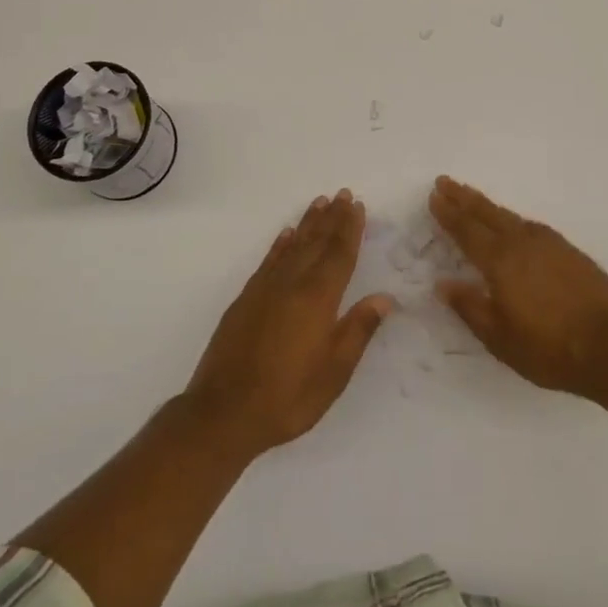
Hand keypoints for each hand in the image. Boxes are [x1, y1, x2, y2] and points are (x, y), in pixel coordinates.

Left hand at [184, 190, 394, 457]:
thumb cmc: (288, 397)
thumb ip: (358, 331)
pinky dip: (280, 244)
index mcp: (318, 300)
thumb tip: (384, 298)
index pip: (339, 255)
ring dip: (308, 223)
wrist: (223, 412)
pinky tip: (286, 234)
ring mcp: (265, 289)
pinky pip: (268, 260)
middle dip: (332, 218)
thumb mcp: (334, 373)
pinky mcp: (246, 299)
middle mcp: (292, 284)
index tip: (358, 206)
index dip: (350, 230)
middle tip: (343, 194)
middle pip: (316, 243)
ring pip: (292, 246)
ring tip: (320, 203)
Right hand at [429, 176, 607, 400]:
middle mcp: (523, 243)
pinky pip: (530, 225)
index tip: (434, 196)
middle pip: (487, 213)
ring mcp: (550, 244)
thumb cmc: (551, 349)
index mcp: (501, 261)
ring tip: (472, 197)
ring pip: (510, 216)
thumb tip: (442, 284)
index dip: (448, 213)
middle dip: (463, 197)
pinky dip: (512, 218)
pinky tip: (514, 224)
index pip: (467, 230)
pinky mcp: (571, 252)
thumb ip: (470, 307)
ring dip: (487, 205)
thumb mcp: (500, 338)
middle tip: (444, 182)